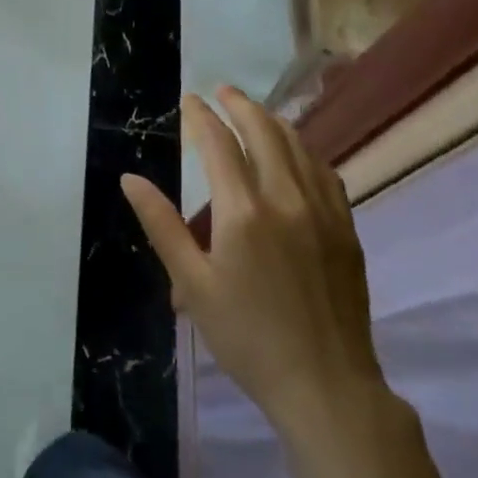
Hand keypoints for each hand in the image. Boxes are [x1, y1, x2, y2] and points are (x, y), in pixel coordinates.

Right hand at [121, 88, 385, 425]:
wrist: (326, 385)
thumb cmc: (247, 337)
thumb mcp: (193, 284)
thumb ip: (162, 225)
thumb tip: (130, 179)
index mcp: (244, 212)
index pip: (219, 144)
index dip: (201, 117)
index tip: (189, 100)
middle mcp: (287, 199)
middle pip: (264, 132)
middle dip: (240, 105)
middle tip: (222, 91)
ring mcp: (324, 211)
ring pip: (298, 147)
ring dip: (273, 122)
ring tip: (254, 112)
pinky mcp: (346, 229)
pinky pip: (325, 172)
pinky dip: (304, 151)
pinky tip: (296, 154)